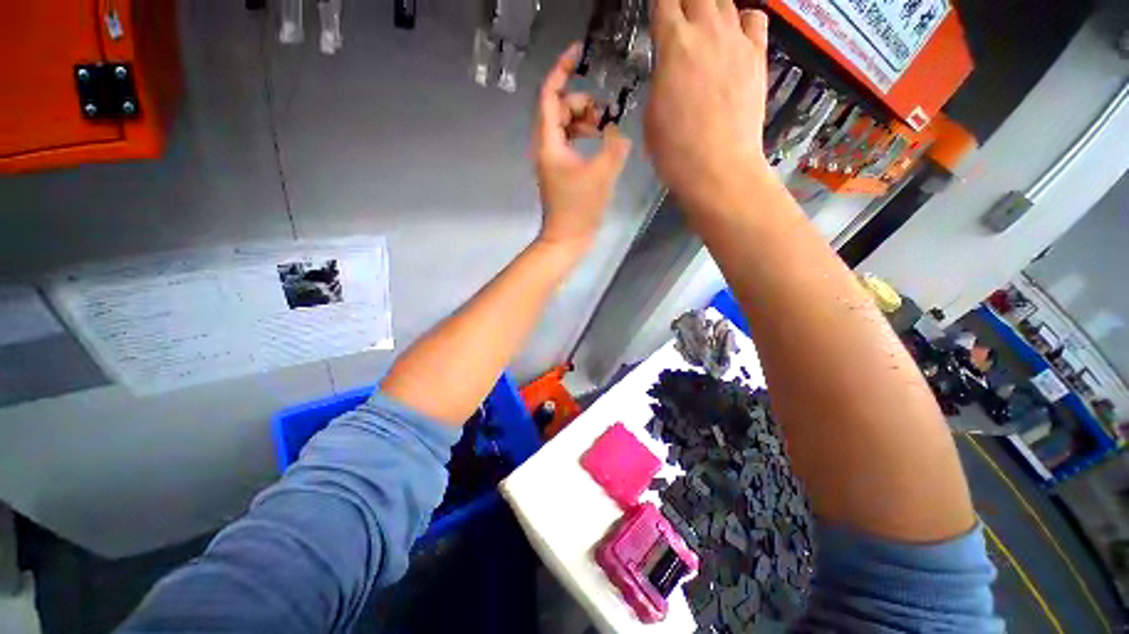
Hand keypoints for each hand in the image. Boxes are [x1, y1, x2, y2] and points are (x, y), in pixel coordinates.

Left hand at [533, 44, 632, 255]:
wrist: (567, 239)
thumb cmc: (579, 209)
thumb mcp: (601, 174)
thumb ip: (614, 146)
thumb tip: (617, 131)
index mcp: (549, 143)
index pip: (550, 95)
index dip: (562, 70)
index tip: (579, 53)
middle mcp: (546, 147)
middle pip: (559, 109)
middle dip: (581, 102)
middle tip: (604, 115)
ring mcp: (553, 160)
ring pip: (565, 126)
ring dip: (584, 120)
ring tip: (604, 129)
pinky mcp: (561, 171)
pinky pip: (570, 142)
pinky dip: (584, 136)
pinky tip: (600, 144)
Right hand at [645, 0, 771, 213]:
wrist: (718, 168)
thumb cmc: (675, 150)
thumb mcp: (652, 114)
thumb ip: (661, 79)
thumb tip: (669, 68)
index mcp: (674, 45)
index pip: (664, 2)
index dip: (659, 6)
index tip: (657, 14)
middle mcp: (707, 31)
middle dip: (684, 2)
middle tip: (678, 17)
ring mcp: (737, 42)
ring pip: (726, 1)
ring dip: (711, 7)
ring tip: (704, 23)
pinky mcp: (757, 57)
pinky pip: (754, 20)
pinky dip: (743, 20)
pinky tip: (735, 36)